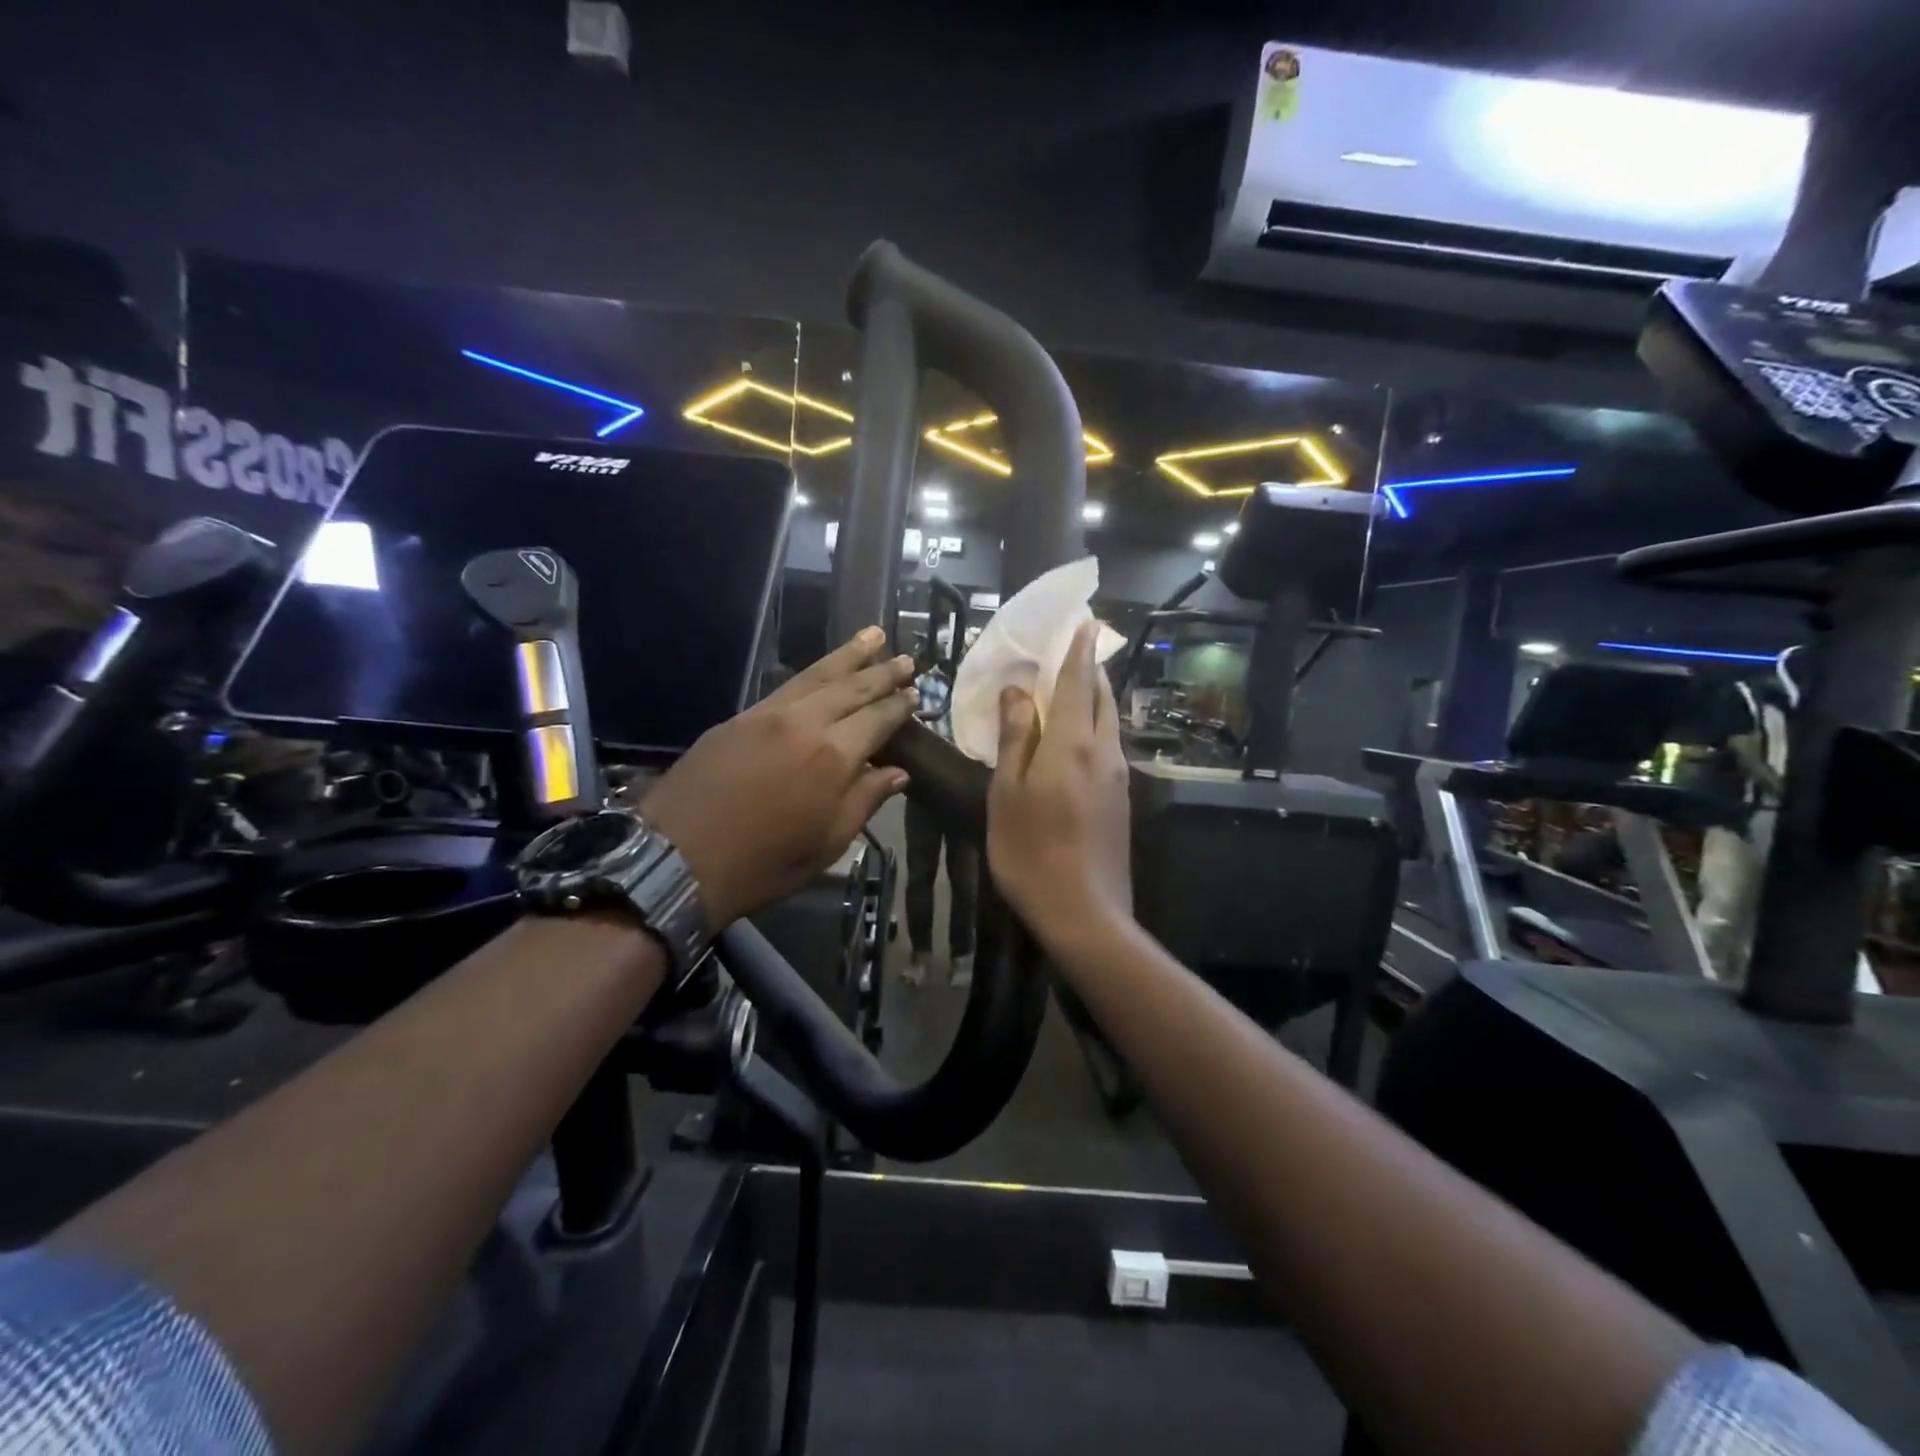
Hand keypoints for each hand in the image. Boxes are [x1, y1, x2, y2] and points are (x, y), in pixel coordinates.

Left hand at [642, 628, 915, 925]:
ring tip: (872, 635)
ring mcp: (767, 715)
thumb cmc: (763, 864)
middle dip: (881, 672)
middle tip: (906, 658)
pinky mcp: (738, 718)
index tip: (917, 692)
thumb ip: (865, 800)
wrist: (676, 860)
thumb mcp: (827, 843)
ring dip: (847, 656)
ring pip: (816, 676)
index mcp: (833, 756)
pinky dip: (811, 674)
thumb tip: (898, 772)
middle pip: (851, 687)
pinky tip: (822, 671)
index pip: (877, 719)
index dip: (899, 706)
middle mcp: (804, 723)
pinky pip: (785, 687)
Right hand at [987, 621, 1131, 946]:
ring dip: (1094, 700)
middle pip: (1103, 698)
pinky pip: (1108, 747)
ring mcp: (1118, 777)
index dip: (1079, 650)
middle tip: (1072, 654)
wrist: (1085, 914)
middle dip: (1090, 671)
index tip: (1085, 621)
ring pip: (1109, 723)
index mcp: (1074, 743)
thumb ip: (1016, 738)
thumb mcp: (1008, 793)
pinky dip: (1094, 728)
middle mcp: (1104, 751)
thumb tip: (1019, 691)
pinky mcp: (1122, 800)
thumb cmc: (1031, 851)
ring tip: (1071, 691)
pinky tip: (1074, 740)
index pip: (1080, 681)